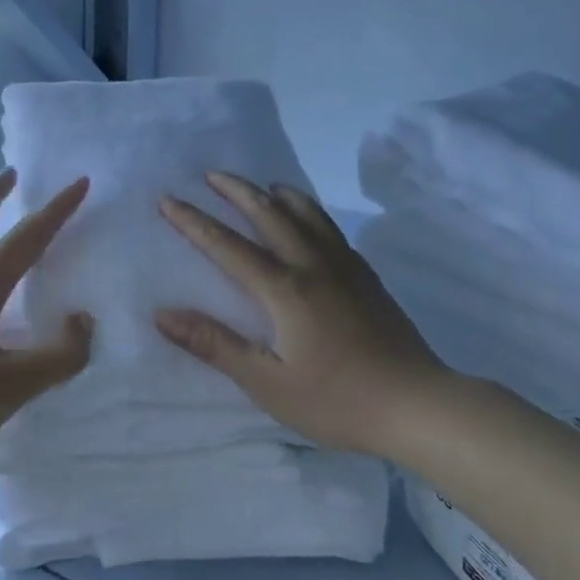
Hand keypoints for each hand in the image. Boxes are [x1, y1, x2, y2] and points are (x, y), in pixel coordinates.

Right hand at [154, 172, 446, 455]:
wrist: (416, 404)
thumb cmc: (335, 400)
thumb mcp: (267, 383)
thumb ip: (215, 344)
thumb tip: (163, 314)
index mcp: (284, 289)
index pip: (228, 246)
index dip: (194, 222)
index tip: (168, 199)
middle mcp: (313, 265)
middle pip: (270, 215)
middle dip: (238, 191)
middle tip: (213, 175)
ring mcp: (346, 268)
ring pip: (308, 215)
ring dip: (280, 195)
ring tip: (264, 185)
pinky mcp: (368, 278)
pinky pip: (332, 230)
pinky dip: (311, 213)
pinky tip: (311, 222)